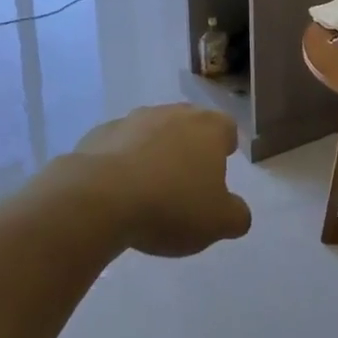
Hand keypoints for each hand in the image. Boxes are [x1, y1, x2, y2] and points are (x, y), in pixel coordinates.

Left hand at [69, 104, 252, 257]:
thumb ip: (237, 215)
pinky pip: (120, 145)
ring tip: (150, 188)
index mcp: (208, 128)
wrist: (100, 197)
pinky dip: (123, 161)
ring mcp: (134, 119)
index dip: (225, 147)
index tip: (219, 168)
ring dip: (155, 152)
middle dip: (190, 147)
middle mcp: (173, 113)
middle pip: (189, 124)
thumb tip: (238, 211)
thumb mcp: (218, 223)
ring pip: (153, 132)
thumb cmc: (171, 205)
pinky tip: (118, 190)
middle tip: (186, 180)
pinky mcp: (101, 133)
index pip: (226, 128)